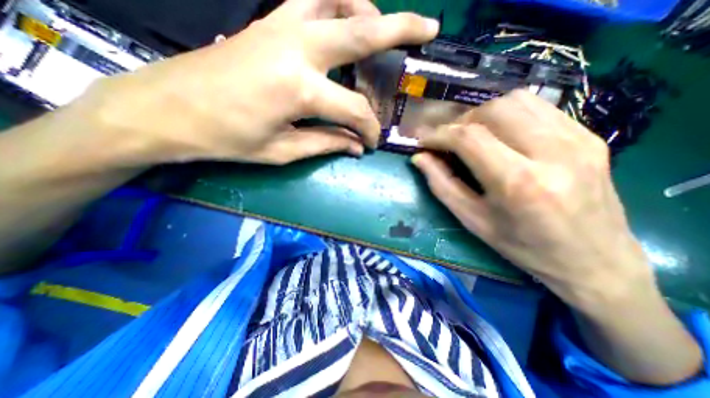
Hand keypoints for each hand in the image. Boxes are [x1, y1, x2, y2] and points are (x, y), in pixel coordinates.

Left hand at [80, 0, 441, 164]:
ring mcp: (280, 26)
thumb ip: (326, 143)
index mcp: (300, 89)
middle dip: (401, 28)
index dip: (369, 129)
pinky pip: (311, 0)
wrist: (169, 110)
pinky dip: (336, 4)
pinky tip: (343, 22)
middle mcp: (297, 48)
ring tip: (382, 29)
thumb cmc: (228, 139)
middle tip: (430, 29)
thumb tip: (356, 146)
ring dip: (367, 10)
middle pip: (361, 29)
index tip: (371, 143)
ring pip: (337, 0)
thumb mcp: (283, 151)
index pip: (355, 110)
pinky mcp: (267, 22)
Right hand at [415, 90, 651, 308]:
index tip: (423, 140)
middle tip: (448, 141)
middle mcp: (551, 152)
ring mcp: (577, 139)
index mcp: (518, 183)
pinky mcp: (588, 135)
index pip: (469, 138)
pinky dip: (508, 114)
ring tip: (472, 135)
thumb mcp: (472, 221)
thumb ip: (442, 186)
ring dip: (483, 114)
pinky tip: (500, 134)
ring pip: (516, 100)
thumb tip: (419, 158)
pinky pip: (538, 107)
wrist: (595, 261)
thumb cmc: (523, 247)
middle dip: (459, 122)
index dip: (439, 134)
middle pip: (492, 111)